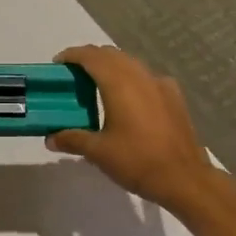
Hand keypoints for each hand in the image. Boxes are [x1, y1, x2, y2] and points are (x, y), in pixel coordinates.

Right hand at [46, 46, 221, 214]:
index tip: (58, 64)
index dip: (72, 55)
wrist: (185, 179)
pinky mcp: (175, 97)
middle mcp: (141, 77)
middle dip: (91, 59)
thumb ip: (72, 139)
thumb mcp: (98, 152)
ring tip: (97, 85)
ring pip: (131, 64)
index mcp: (119, 84)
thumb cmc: (137, 162)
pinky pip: (147, 77)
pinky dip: (132, 79)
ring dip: (112, 67)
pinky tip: (129, 98)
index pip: (92, 56)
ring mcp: (161, 85)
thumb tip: (50, 138)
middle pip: (112, 55)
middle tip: (73, 75)